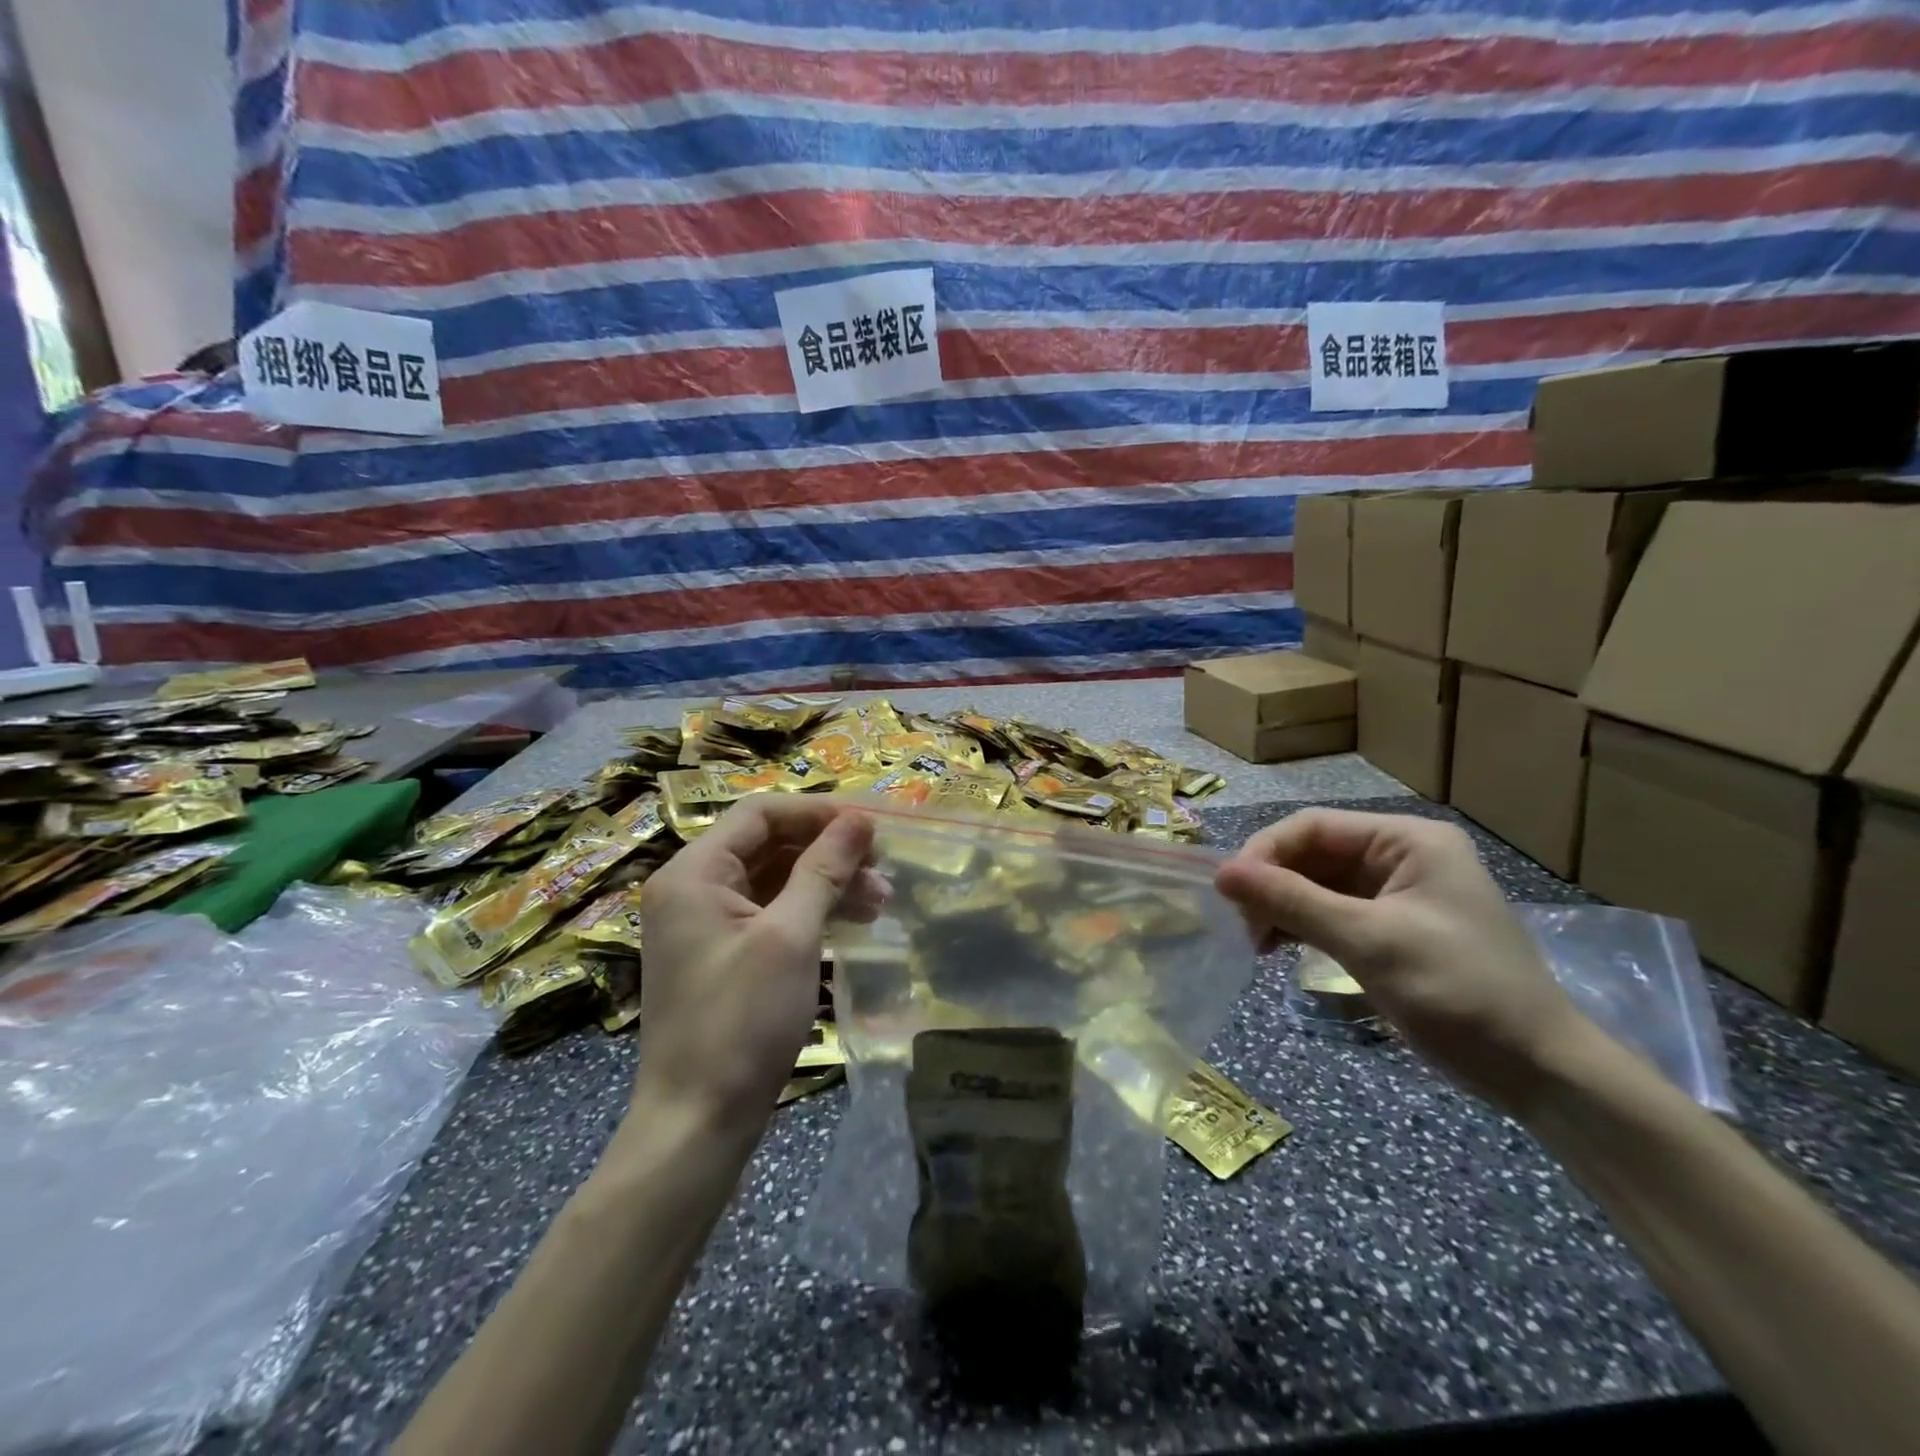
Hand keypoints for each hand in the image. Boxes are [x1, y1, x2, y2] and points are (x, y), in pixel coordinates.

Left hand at [634, 796, 878, 1138]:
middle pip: (768, 845)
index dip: (817, 813)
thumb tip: (859, 818)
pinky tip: (851, 922)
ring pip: (775, 880)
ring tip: (879, 900)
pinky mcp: (723, 954)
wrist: (699, 1121)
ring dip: (826, 883)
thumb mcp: (790, 936)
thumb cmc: (742, 1020)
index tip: (869, 827)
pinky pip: (770, 913)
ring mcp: (705, 924)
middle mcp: (692, 888)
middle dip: (828, 852)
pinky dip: (810, 911)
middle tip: (881, 869)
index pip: (760, 814)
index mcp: (693, 873)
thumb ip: (824, 869)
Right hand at [1215, 809, 1586, 1111]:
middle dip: (1272, 885)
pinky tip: (1278, 948)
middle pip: (1313, 853)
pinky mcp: (1392, 928)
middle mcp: (1401, 856)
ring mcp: (1397, 893)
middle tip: (1242, 926)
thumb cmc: (1458, 992)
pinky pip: (1331, 912)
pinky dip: (1301, 926)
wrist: (1539, 1072)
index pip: (1313, 826)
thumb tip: (1221, 873)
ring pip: (1316, 884)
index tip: (1228, 892)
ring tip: (1256, 943)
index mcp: (1407, 840)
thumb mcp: (1368, 941)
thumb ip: (1291, 901)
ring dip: (1281, 907)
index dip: (1264, 852)